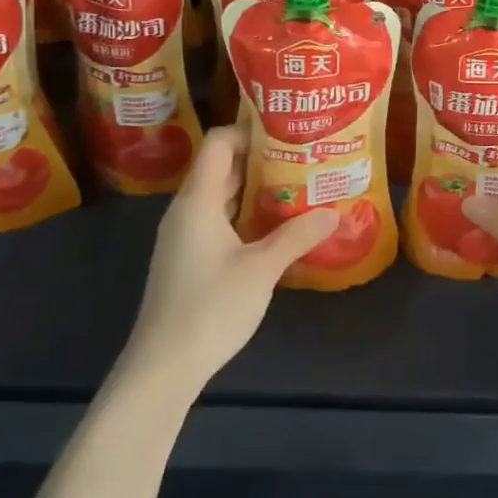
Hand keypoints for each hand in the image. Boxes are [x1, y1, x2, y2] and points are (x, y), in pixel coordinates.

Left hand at [121, 126, 338, 394]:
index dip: (250, 130)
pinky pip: (220, 220)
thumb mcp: (262, 269)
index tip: (288, 132)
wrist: (163, 367)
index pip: (219, 143)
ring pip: (223, 195)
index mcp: (198, 201)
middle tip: (304, 155)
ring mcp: (186, 236)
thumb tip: (335, 212)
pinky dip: (247, 214)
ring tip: (299, 184)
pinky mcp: (190, 258)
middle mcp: (188, 210)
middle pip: (222, 167)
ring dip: (256, 188)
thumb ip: (297, 236)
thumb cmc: (210, 308)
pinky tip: (278, 225)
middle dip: (262, 158)